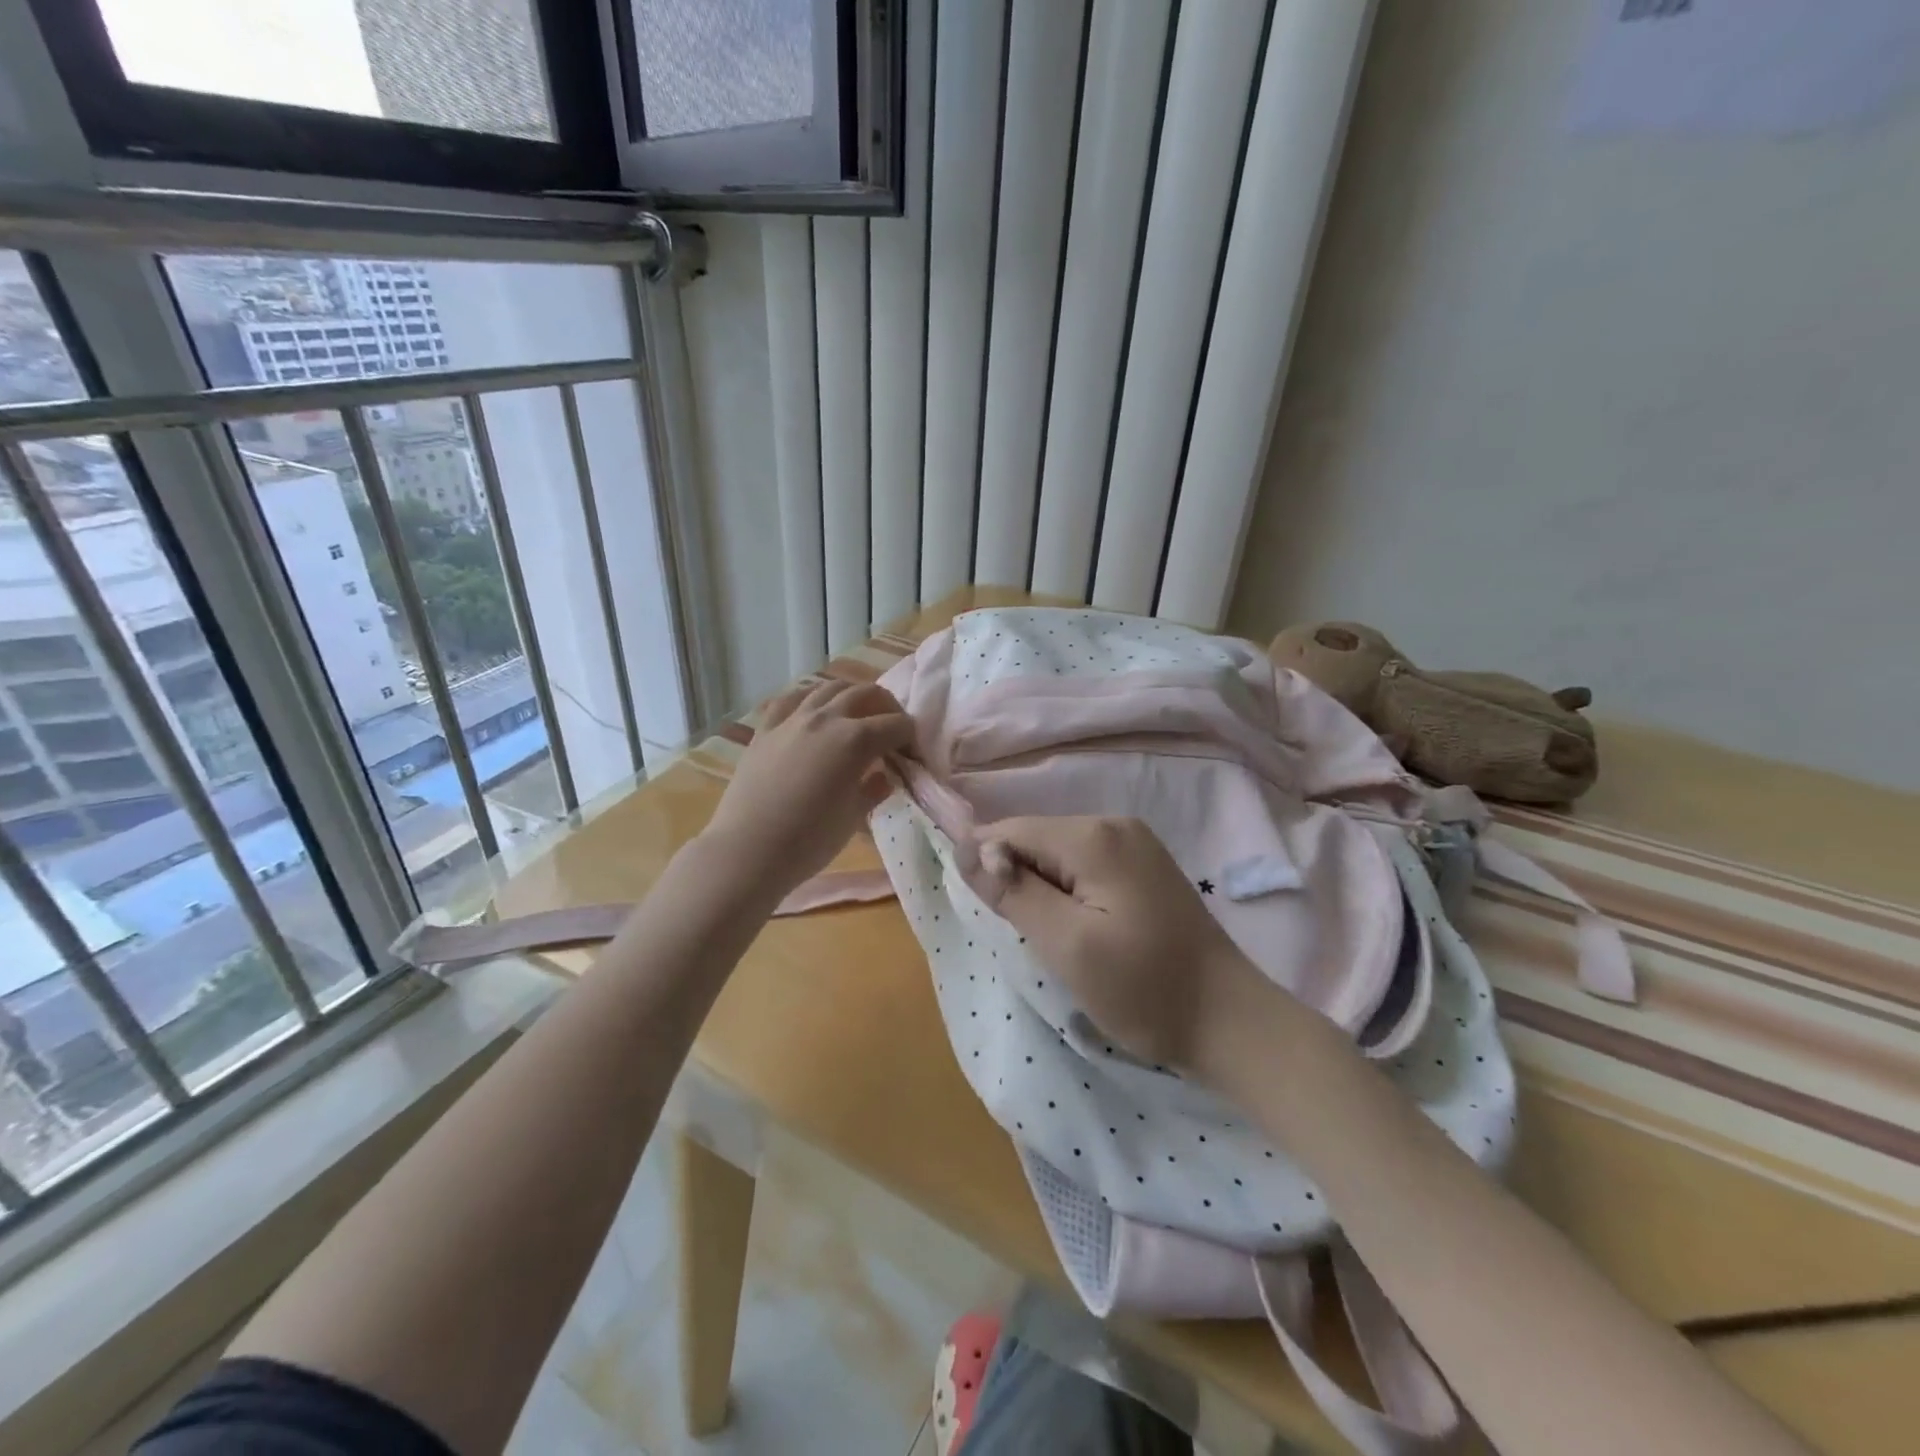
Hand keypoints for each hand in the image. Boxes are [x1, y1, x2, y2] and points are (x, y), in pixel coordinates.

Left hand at [700, 679, 913, 900]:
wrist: (749, 851)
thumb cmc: (810, 841)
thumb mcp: (853, 818)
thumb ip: (874, 790)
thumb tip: (885, 776)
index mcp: (857, 741)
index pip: (896, 725)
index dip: (910, 735)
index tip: (912, 750)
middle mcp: (827, 718)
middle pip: (866, 694)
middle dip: (887, 706)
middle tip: (891, 727)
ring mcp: (793, 719)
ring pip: (828, 688)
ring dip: (850, 695)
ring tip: (856, 713)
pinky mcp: (765, 729)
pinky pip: (791, 699)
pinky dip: (809, 698)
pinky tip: (813, 709)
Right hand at [981, 815, 1275, 1077]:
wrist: (1228, 1021)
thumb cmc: (1143, 988)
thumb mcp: (1067, 945)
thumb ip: (1013, 892)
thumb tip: (966, 847)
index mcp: (1094, 836)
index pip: (1011, 830)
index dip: (987, 865)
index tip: (992, 916)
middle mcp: (1115, 824)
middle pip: (1036, 838)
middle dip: (1019, 880)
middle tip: (1034, 937)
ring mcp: (1135, 844)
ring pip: (1058, 854)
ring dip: (1043, 890)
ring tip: (1058, 939)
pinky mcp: (1144, 867)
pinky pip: (1084, 866)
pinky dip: (1069, 893)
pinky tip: (1082, 929)